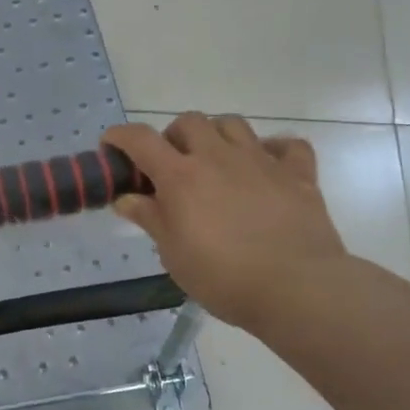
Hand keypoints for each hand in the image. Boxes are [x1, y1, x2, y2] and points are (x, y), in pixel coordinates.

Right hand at [103, 114, 347, 333]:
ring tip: (214, 161)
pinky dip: (273, 150)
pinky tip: (266, 167)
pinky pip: (287, 145)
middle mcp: (218, 157)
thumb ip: (149, 218)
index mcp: (180, 176)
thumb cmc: (222, 276)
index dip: (120, 136)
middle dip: (173, 136)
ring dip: (216, 135)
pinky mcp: (298, 174)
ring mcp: (261, 161)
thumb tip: (126, 199)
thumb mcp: (173, 253)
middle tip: (171, 165)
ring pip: (232, 123)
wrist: (296, 287)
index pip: (140, 139)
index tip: (111, 146)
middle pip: (189, 121)